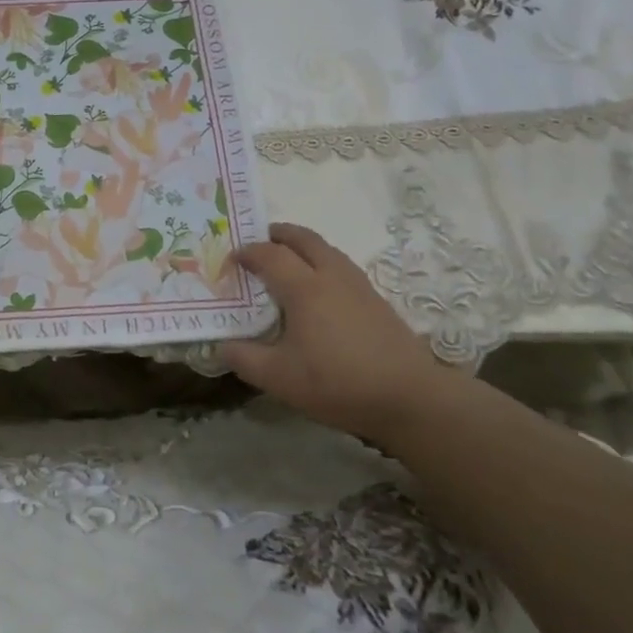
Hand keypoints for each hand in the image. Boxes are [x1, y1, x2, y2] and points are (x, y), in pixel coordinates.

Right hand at [222, 223, 455, 443]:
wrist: (410, 398)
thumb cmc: (338, 383)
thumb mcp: (279, 378)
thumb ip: (244, 359)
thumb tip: (221, 346)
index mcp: (304, 288)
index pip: (269, 255)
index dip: (246, 253)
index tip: (231, 261)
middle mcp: (331, 276)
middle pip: (303, 238)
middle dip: (278, 234)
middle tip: (259, 242)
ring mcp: (358, 286)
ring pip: (326, 249)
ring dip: (302, 246)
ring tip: (287, 262)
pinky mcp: (376, 300)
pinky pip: (341, 266)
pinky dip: (321, 263)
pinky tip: (320, 291)